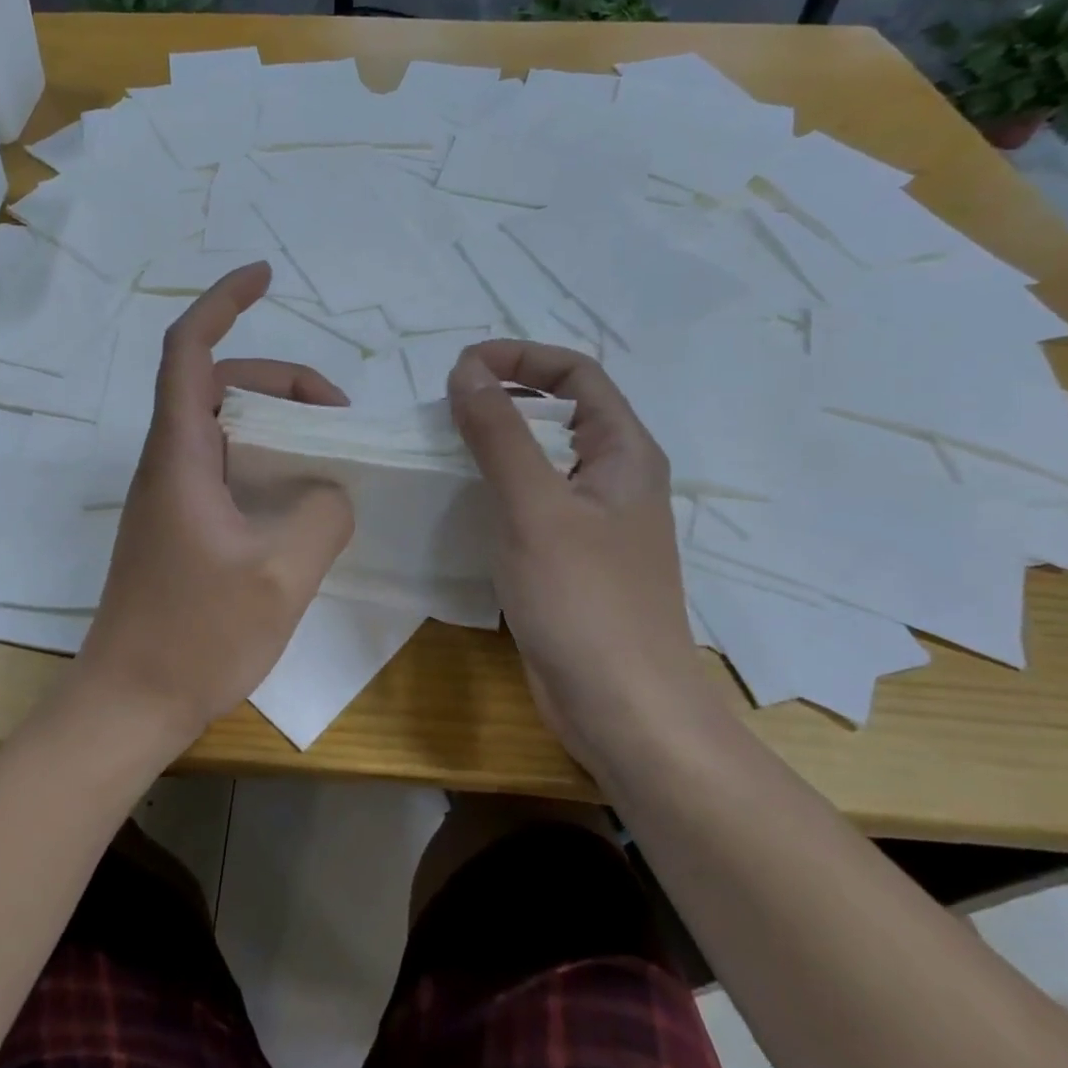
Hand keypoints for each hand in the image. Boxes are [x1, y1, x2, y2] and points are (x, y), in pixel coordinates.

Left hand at [78, 263, 354, 748]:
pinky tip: (303, 493)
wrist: (129, 703)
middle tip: (338, 412)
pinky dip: (267, 459)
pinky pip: (227, 466)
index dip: (224, 302)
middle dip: (281, 379)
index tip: (265, 277)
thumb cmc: (196, 637)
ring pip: (225, 426)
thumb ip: (323, 514)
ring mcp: (172, 494)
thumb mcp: (281, 575)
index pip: (191, 350)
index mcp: (180, 455)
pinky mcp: (180, 524)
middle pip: (218, 384)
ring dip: (277, 421)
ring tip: (330, 449)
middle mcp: (169, 462)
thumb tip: (330, 490)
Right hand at [447, 341, 697, 766]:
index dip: (521, 357)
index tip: (462, 368)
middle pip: (558, 412)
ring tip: (443, 451)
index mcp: (624, 451)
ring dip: (495, 444)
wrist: (624, 711)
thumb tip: (467, 368)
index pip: (575, 373)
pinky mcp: (571, 559)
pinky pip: (531, 502)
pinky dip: (496, 489)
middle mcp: (614, 477)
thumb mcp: (534, 506)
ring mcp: (593, 521)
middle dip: (502, 398)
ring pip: (541, 459)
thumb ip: (499, 433)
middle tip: (445, 411)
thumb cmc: (585, 600)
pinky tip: (460, 504)